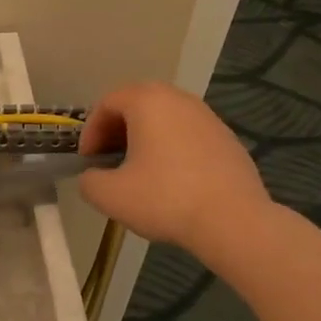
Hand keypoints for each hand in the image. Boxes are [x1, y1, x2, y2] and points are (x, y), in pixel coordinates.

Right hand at [79, 83, 273, 259]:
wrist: (233, 221)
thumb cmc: (165, 199)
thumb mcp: (109, 195)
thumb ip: (89, 180)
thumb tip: (94, 177)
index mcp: (148, 101)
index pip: (107, 103)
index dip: (90, 131)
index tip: (88, 160)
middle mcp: (179, 99)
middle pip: (137, 105)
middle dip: (117, 132)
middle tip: (108, 161)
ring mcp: (208, 117)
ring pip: (165, 120)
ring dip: (145, 140)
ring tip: (138, 172)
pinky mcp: (228, 139)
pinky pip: (188, 136)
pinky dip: (172, 150)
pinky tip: (172, 182)